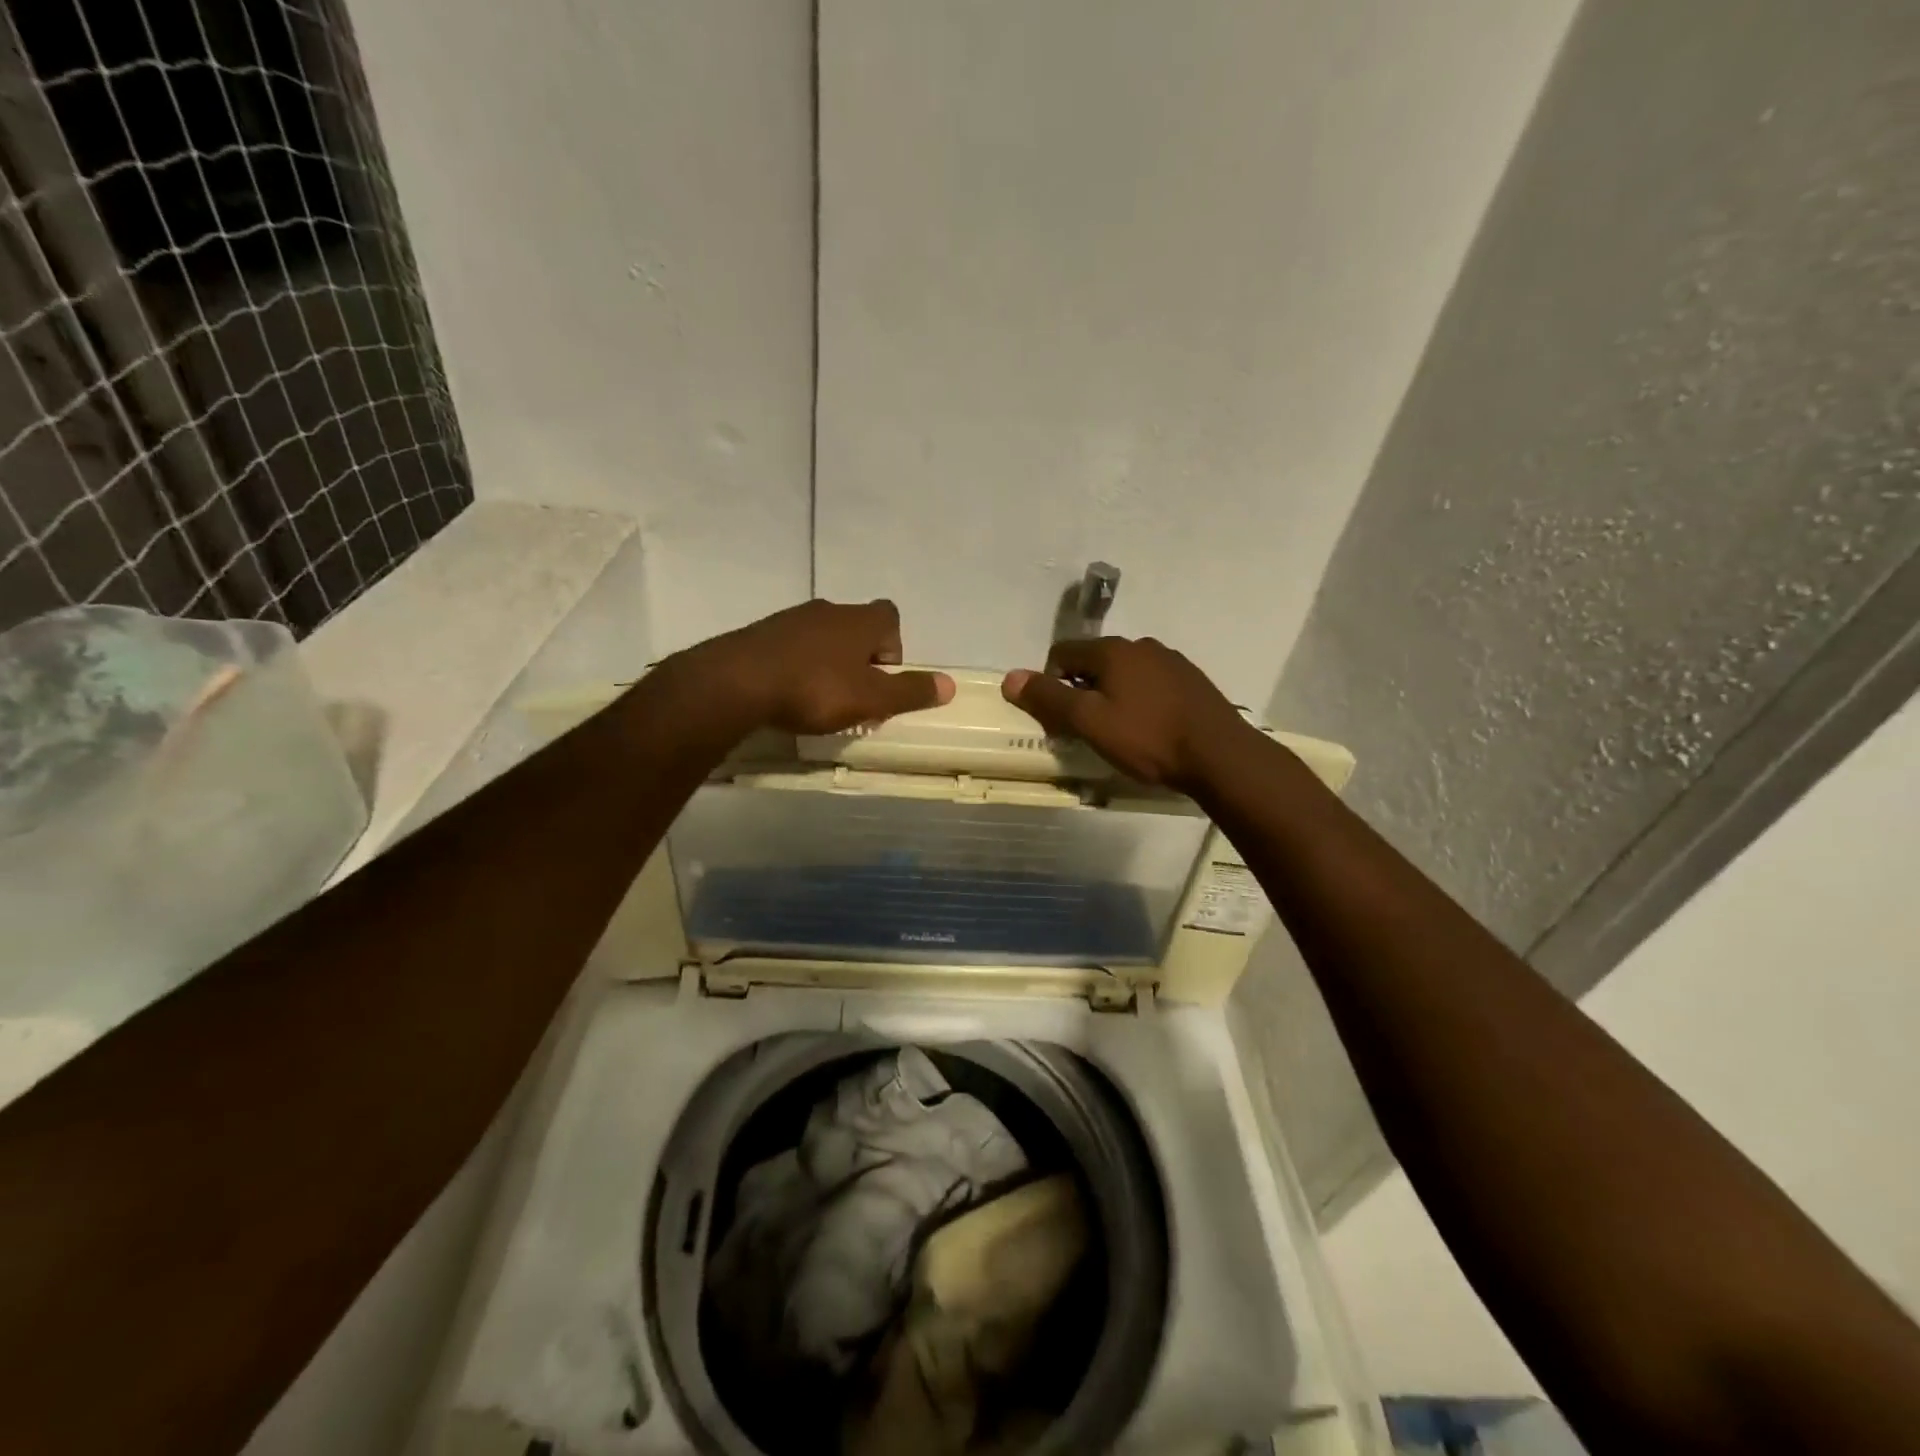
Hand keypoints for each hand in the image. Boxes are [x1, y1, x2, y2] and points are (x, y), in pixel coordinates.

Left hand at [691, 599, 954, 734]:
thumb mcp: (870, 698)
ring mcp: (791, 619)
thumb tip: (950, 684)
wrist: (736, 682)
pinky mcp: (761, 634)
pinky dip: (797, 666)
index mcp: (860, 620)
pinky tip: (787, 694)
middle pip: (857, 628)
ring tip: (818, 699)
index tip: (881, 679)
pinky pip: (791, 647)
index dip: (893, 647)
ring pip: (822, 638)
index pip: (890, 617)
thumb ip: (910, 692)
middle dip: (860, 659)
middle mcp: (829, 610)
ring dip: (828, 663)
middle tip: (853, 695)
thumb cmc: (814, 689)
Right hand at [1002, 637, 1253, 790]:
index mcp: (1112, 650)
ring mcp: (1171, 661)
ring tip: (1120, 733)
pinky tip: (1150, 730)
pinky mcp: (1191, 681)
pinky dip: (1140, 701)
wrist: (1221, 756)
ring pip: (1124, 674)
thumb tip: (1010, 677)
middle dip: (1081, 692)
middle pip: (1093, 663)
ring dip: (1111, 697)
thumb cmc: (1148, 738)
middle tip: (1086, 731)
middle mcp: (1141, 645)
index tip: (1059, 720)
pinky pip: (1151, 684)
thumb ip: (1048, 698)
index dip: (1050, 685)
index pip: (1062, 654)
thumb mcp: (1089, 722)